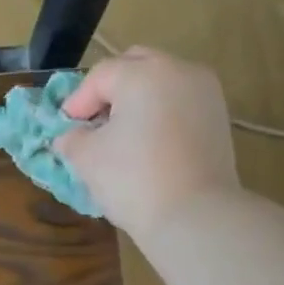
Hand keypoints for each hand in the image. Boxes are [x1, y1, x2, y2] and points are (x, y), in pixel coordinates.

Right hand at [54, 47, 242, 239]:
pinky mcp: (219, 120)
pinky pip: (181, 106)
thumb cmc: (133, 181)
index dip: (77, 101)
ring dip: (138, 103)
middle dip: (111, 91)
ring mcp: (205, 93)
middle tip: (94, 124)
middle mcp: (179, 71)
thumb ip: (72, 140)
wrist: (193, 217)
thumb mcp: (88, 160)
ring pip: (162, 85)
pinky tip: (149, 148)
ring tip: (122, 137)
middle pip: (136, 67)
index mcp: (143, 73)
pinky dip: (161, 117)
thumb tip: (68, 137)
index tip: (64, 129)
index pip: (100, 76)